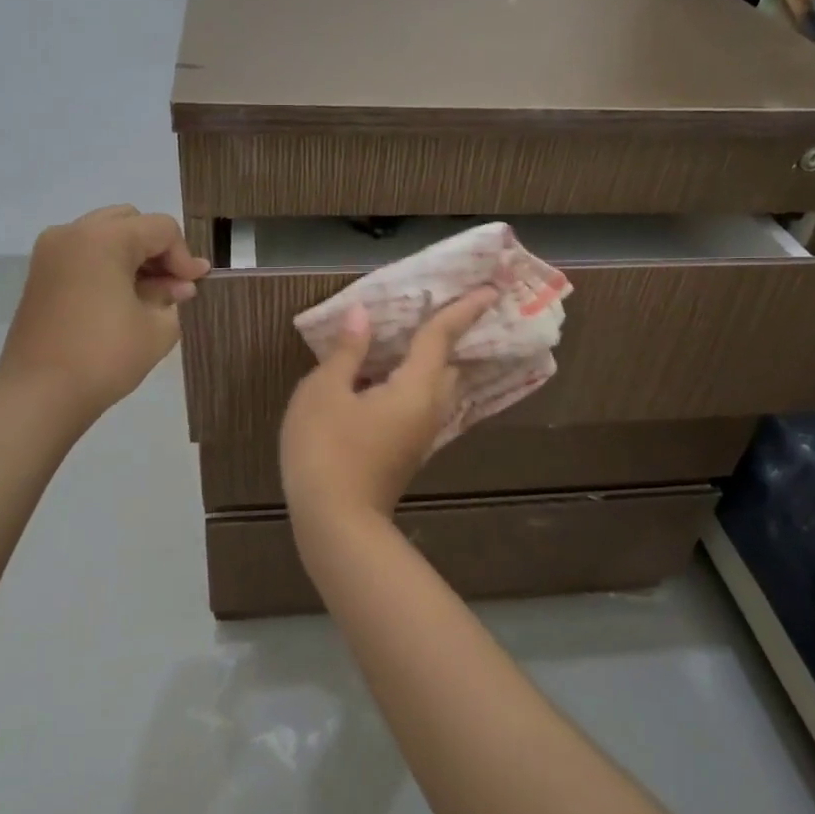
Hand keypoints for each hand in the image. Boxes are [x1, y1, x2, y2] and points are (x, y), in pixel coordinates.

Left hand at [0, 205, 209, 420]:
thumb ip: (172, 296)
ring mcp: (51, 253)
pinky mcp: (40, 275)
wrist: (40, 393)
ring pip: (105, 236)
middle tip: (174, 285)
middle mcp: (73, 233)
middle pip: (130, 223)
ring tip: (152, 295)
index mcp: (104, 238)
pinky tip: (124, 300)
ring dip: (133, 258)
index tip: (195, 288)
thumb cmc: (105, 356)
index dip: (185, 257)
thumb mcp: (157, 327)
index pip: (160, 229)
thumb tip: (179, 284)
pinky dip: (108, 267)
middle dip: (157, 250)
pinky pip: (84, 255)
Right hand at [280, 288, 498, 523]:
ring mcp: (420, 435)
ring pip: (437, 390)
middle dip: (449, 339)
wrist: (334, 523)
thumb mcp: (324, 392)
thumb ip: (347, 352)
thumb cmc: (326, 450)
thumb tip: (362, 316)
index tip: (490, 290)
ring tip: (409, 342)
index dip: (463, 310)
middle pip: (448, 366)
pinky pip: (421, 405)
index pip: (441, 339)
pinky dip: (414, 384)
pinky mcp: (407, 452)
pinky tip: (386, 380)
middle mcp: (429, 410)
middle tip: (439, 313)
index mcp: (414, 389)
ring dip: (432, 364)